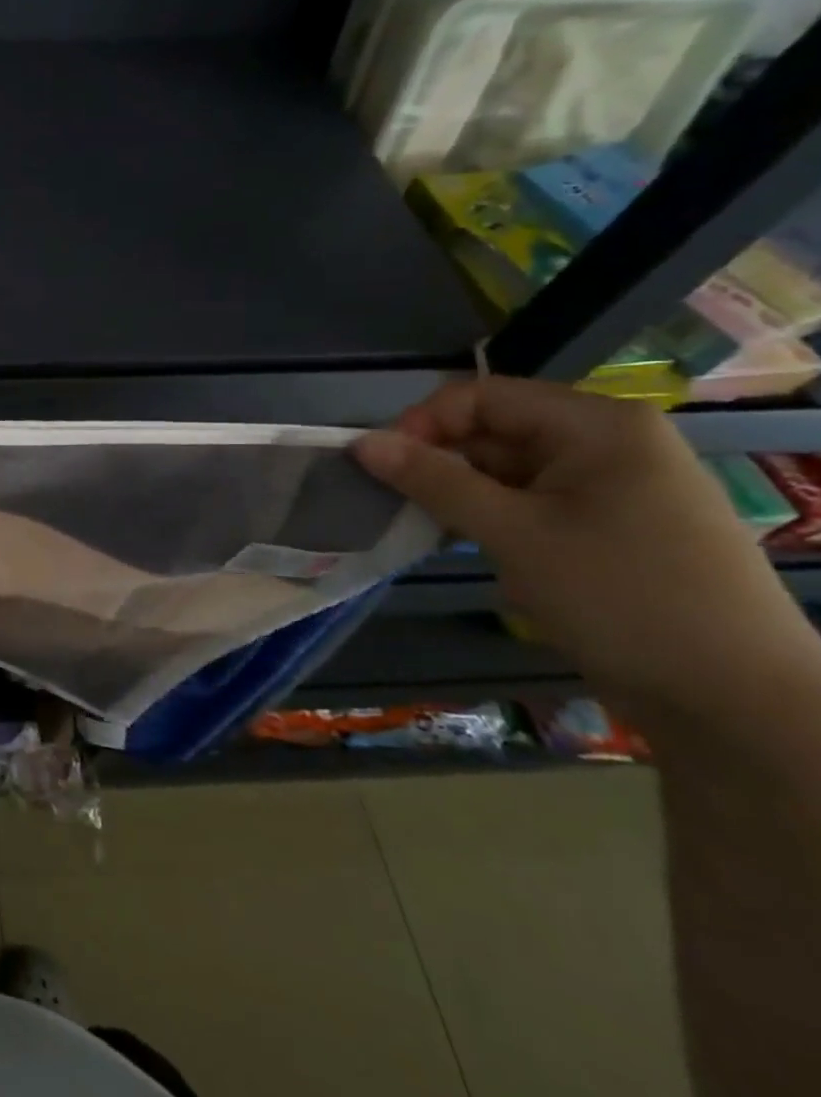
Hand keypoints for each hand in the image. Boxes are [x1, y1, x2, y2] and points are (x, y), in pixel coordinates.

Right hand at [354, 376, 816, 722]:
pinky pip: (529, 501)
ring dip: (460, 494)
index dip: (424, 423)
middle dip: (439, 462)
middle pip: (494, 430)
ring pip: (506, 470)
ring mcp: (612, 486)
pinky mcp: (607, 525)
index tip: (383, 467)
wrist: (735, 700)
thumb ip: (433, 480)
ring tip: (427, 528)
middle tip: (396, 503)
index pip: (482, 396)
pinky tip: (469, 545)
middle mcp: (608, 443)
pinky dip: (490, 517)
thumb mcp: (512, 533)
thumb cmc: (620, 597)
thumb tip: (360, 442)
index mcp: (597, 426)